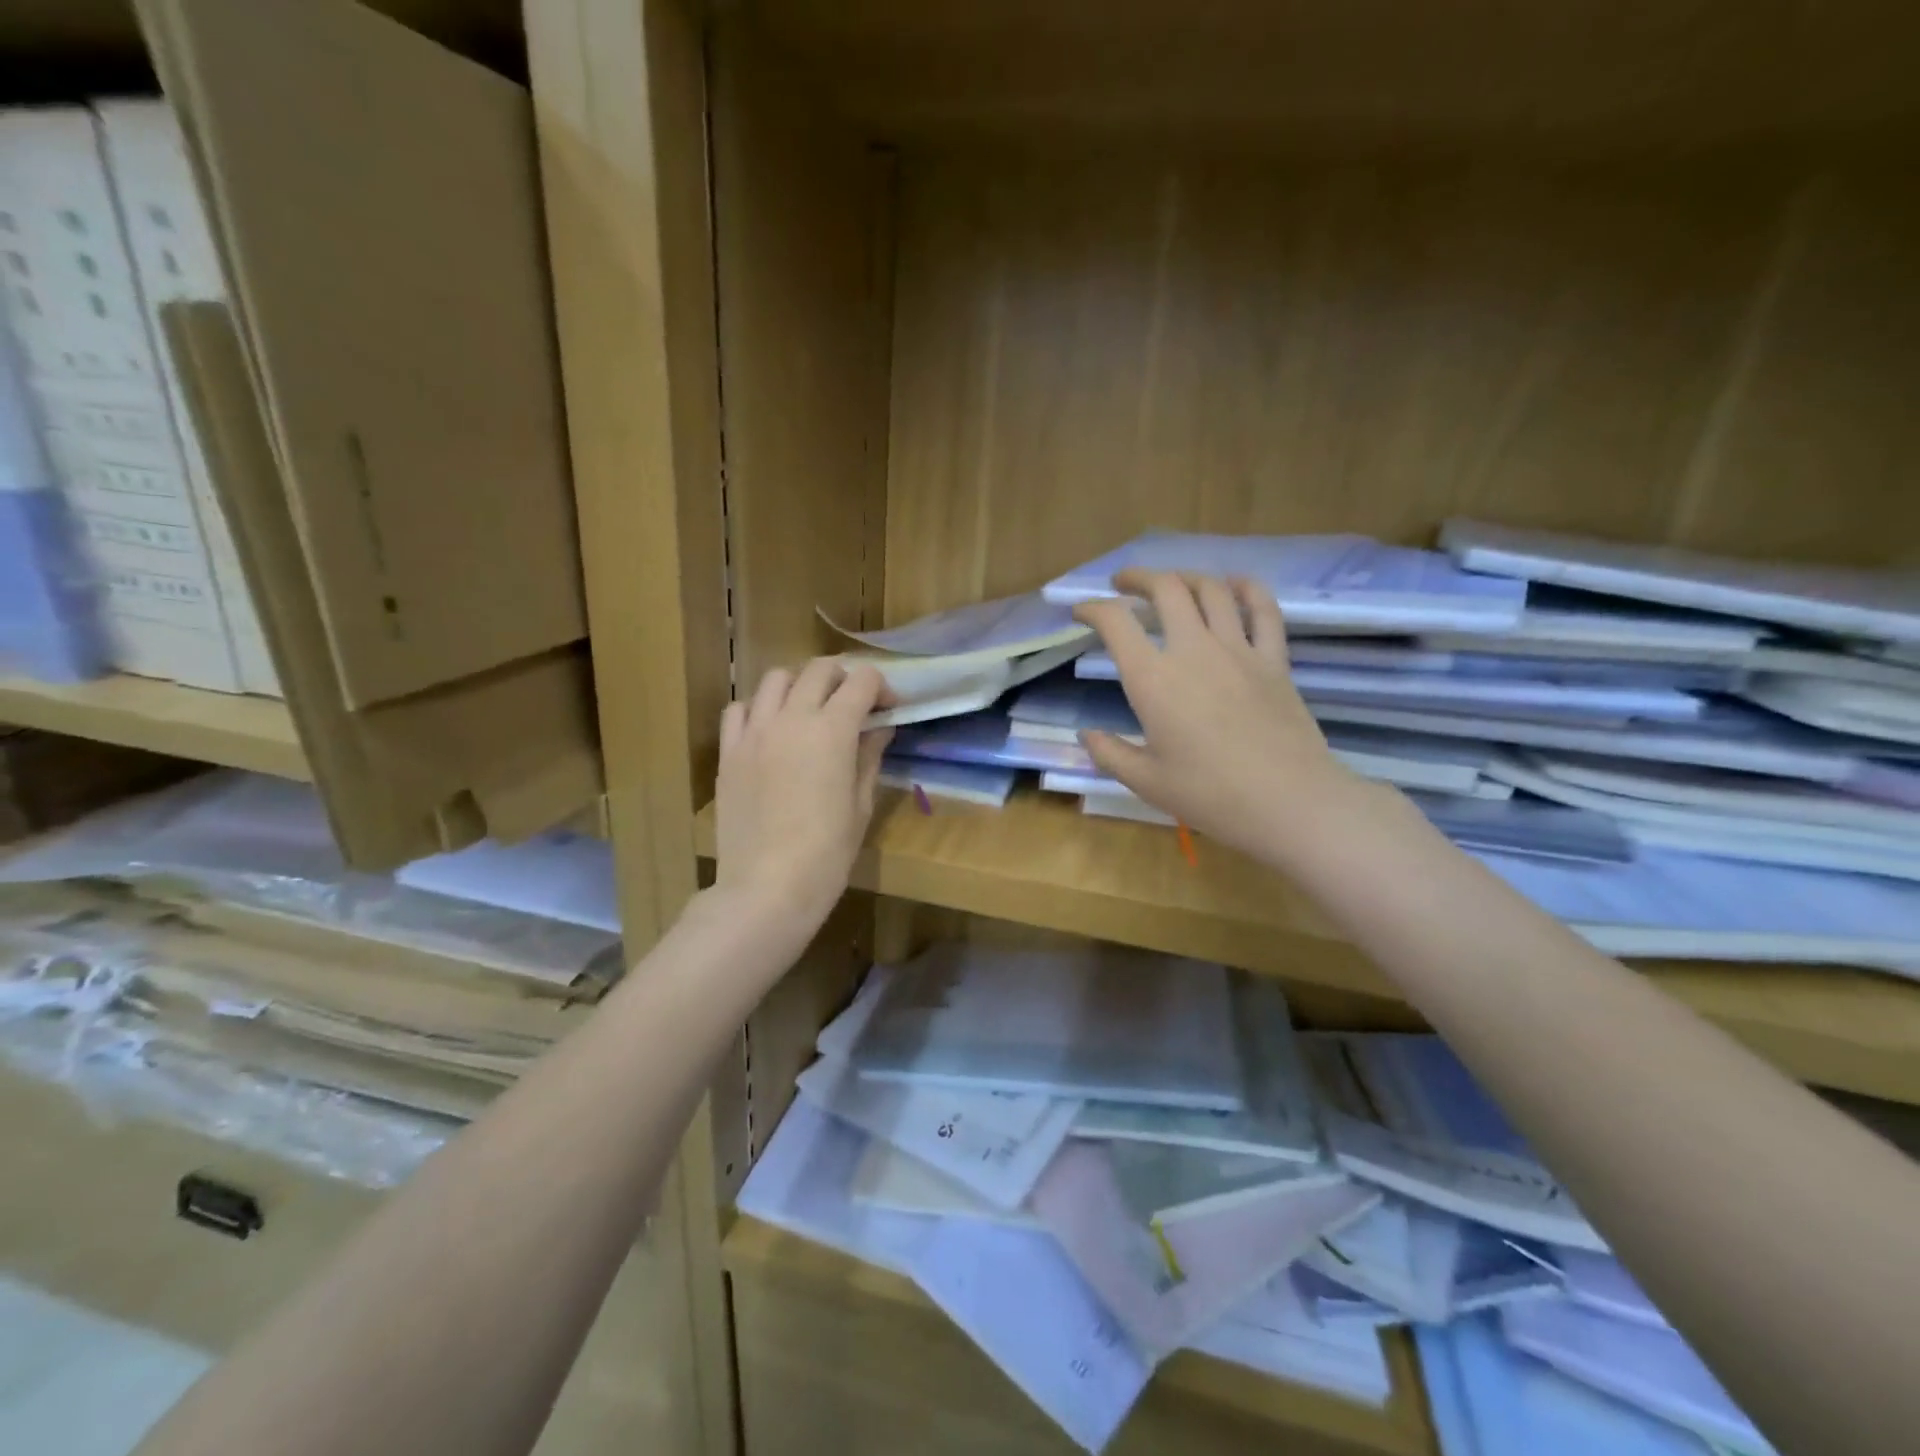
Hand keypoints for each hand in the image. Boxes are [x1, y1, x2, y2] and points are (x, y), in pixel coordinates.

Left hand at [713, 659, 891, 938]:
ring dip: (800, 685)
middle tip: (853, 706)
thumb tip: (879, 728)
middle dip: (843, 679)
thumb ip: (869, 757)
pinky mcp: (728, 752)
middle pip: (820, 669)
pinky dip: (759, 708)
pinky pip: (739, 709)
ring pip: (776, 678)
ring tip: (809, 711)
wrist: (767, 887)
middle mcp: (792, 717)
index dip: (881, 687)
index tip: (888, 708)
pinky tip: (770, 730)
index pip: (862, 680)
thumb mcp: (860, 804)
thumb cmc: (827, 853)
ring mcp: (754, 732)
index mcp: (833, 729)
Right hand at [1073, 571, 1356, 861]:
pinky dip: (1248, 589)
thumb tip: (1086, 735)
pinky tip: (1236, 583)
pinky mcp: (1274, 660)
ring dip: (1186, 577)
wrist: (1288, 802)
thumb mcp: (1146, 781)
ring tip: (1172, 583)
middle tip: (1123, 584)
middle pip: (1165, 589)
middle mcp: (1193, 650)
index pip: (1115, 623)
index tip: (1081, 612)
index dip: (1092, 609)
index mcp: (1153, 679)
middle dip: (1138, 578)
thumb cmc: (1209, 794)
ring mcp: (1238, 650)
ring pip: (1211, 591)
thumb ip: (1110, 754)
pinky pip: (1264, 611)